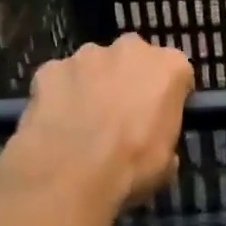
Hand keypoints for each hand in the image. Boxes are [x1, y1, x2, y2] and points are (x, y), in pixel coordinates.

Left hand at [14, 35, 194, 215]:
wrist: (69, 176)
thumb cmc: (131, 167)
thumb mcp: (166, 161)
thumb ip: (164, 136)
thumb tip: (153, 142)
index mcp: (169, 67)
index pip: (175, 74)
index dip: (166, 96)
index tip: (159, 117)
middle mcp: (130, 49)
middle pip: (133, 59)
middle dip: (127, 80)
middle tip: (120, 117)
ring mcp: (87, 56)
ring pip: (93, 66)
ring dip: (92, 85)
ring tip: (82, 123)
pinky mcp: (50, 69)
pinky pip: (59, 80)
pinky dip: (58, 95)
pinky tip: (55, 124)